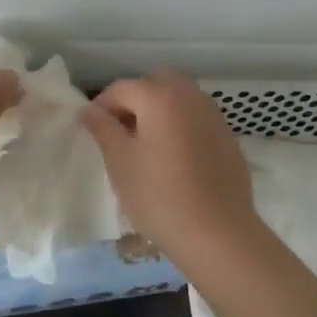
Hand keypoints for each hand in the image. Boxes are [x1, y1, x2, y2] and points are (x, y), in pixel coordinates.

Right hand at [82, 69, 257, 250]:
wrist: (218, 233)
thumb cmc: (159, 196)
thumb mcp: (120, 162)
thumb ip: (103, 128)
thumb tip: (89, 109)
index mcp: (160, 96)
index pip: (121, 88)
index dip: (102, 106)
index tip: (93, 131)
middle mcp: (190, 96)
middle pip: (156, 82)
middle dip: (135, 100)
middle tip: (122, 132)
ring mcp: (213, 115)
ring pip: (179, 98)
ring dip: (159, 110)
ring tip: (146, 146)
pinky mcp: (228, 137)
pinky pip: (196, 118)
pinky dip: (180, 125)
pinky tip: (174, 159)